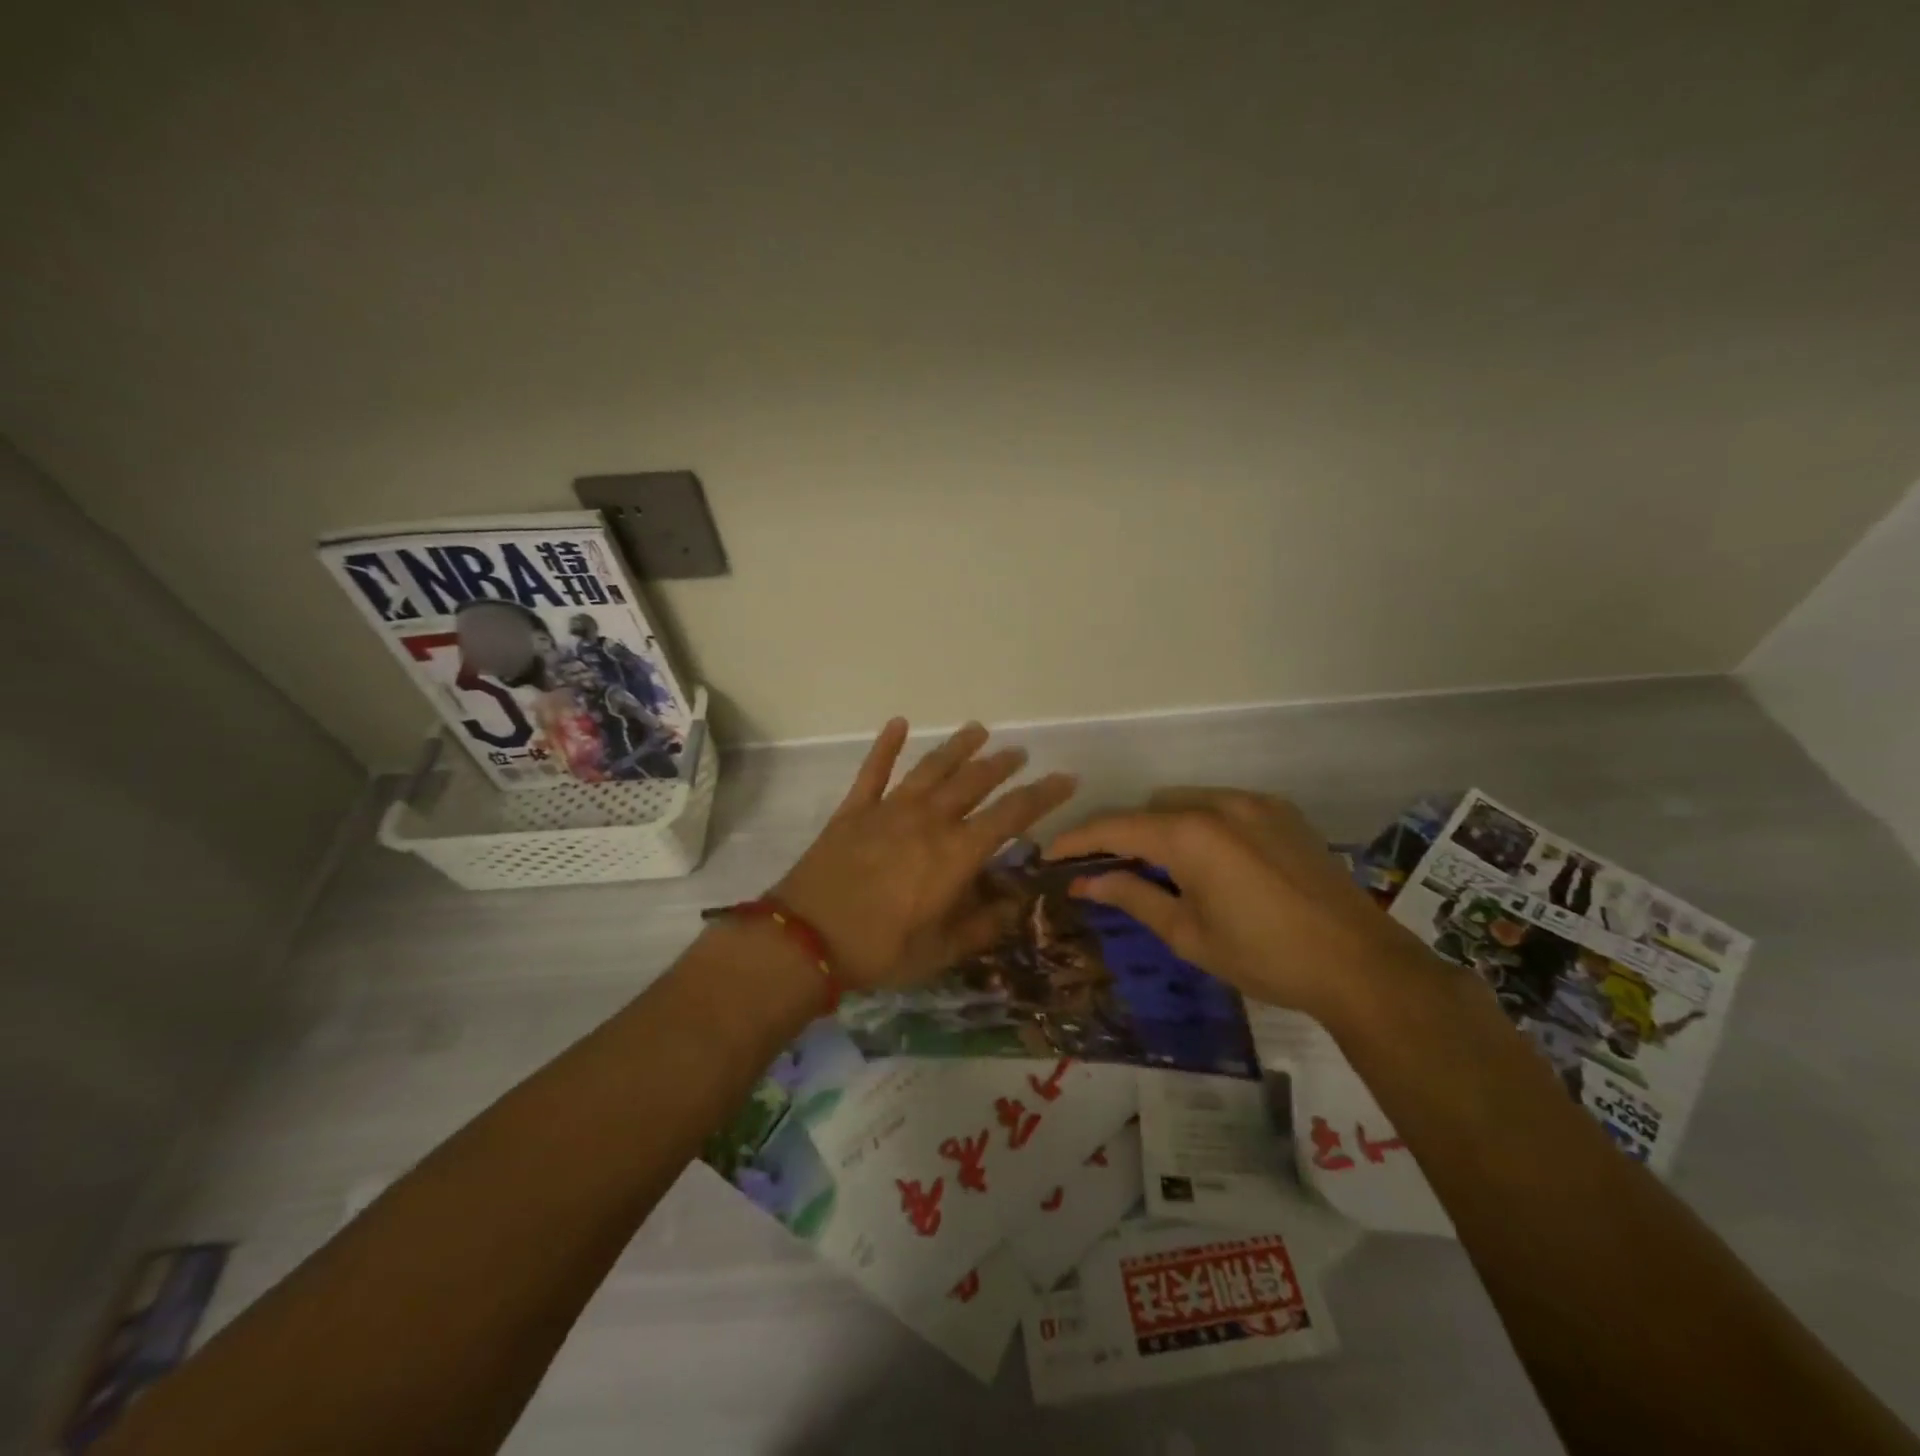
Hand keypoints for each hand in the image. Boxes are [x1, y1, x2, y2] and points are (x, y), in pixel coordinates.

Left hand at [772, 719, 1076, 990]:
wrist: (805, 939)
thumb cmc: (880, 950)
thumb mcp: (942, 950)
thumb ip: (983, 924)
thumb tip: (1017, 901)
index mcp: (956, 853)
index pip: (1012, 815)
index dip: (1043, 795)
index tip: (1066, 778)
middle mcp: (929, 820)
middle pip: (974, 782)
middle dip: (1001, 765)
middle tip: (1019, 753)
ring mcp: (889, 810)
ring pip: (932, 768)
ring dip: (957, 747)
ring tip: (977, 730)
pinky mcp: (854, 810)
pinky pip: (874, 770)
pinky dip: (886, 745)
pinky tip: (898, 723)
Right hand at [1047, 788, 1428, 1020]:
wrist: (1359, 964)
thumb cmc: (1263, 956)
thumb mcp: (1188, 934)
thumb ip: (1133, 896)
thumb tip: (1085, 881)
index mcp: (1189, 835)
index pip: (1115, 827)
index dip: (1077, 840)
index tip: (1050, 854)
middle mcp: (1217, 804)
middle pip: (1149, 809)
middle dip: (1123, 836)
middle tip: (1111, 872)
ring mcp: (1254, 803)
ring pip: (1185, 801)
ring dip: (1163, 827)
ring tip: (1165, 870)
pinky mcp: (1282, 812)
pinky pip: (1223, 805)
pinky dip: (1202, 824)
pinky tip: (1214, 862)